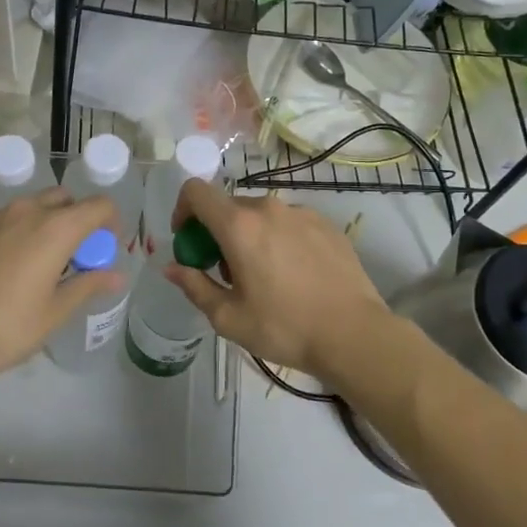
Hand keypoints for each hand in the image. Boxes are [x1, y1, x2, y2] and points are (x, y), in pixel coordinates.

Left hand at [0, 188, 122, 380]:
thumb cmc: (7, 328)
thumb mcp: (55, 312)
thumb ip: (88, 285)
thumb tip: (116, 276)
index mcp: (55, 229)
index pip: (98, 206)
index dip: (110, 222)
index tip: (106, 246)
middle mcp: (24, 212)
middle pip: (62, 199)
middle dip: (75, 219)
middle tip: (73, 254)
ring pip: (28, 207)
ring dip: (42, 224)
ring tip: (35, 261)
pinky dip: (11, 233)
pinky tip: (0, 267)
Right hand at [164, 180, 387, 377]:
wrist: (353, 334)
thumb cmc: (284, 327)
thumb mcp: (228, 317)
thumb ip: (194, 286)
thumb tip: (172, 268)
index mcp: (239, 226)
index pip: (196, 192)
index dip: (182, 209)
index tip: (187, 239)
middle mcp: (268, 208)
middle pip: (228, 206)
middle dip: (217, 232)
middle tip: (224, 270)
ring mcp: (301, 212)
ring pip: (261, 215)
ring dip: (250, 235)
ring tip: (263, 275)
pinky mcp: (326, 224)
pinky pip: (289, 222)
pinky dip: (279, 239)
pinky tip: (294, 274)